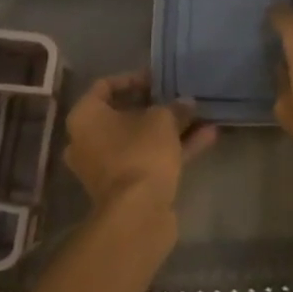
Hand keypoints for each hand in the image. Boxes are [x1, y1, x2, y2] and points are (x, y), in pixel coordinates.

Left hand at [63, 73, 217, 231]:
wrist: (137, 213)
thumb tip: (187, 103)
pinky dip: (173, 148)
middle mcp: (88, 141)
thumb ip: (175, 107)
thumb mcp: (162, 120)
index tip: (159, 78)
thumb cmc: (141, 153)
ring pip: (140, 139)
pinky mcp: (126, 186)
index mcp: (85, 117)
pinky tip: (207, 137)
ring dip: (169, 128)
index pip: (105, 86)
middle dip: (155, 106)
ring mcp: (106, 166)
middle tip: (179, 97)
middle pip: (123, 115)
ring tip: (200, 115)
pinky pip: (149, 159)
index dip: (134, 78)